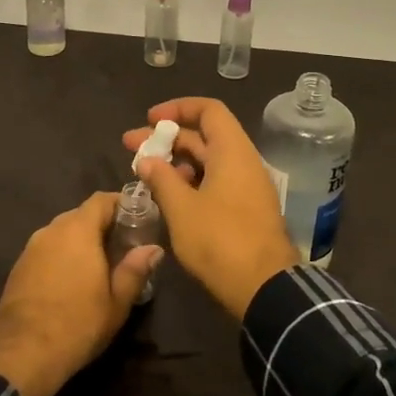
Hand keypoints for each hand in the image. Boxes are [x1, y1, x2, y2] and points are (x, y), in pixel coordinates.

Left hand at [0, 192, 160, 395]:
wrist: (20, 354)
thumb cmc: (77, 324)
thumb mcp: (117, 302)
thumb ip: (135, 269)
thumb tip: (154, 249)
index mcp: (78, 230)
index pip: (102, 200)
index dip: (122, 204)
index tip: (139, 218)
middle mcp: (52, 230)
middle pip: (81, 214)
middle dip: (103, 225)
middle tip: (123, 246)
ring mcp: (31, 247)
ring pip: (62, 232)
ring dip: (81, 241)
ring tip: (99, 264)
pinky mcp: (18, 267)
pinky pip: (47, 249)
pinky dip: (62, 255)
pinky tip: (71, 280)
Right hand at [123, 98, 297, 319]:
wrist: (265, 287)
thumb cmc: (220, 240)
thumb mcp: (182, 209)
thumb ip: (162, 179)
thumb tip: (146, 159)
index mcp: (232, 151)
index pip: (208, 110)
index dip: (177, 108)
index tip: (149, 119)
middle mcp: (243, 161)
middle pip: (204, 136)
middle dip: (167, 139)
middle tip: (130, 147)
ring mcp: (246, 187)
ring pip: (208, 161)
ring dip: (176, 162)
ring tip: (145, 174)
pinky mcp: (245, 209)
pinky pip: (216, 182)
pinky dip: (191, 182)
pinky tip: (168, 197)